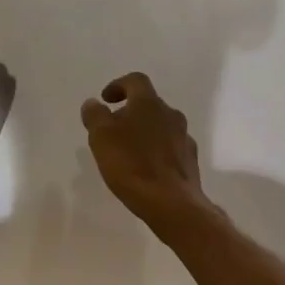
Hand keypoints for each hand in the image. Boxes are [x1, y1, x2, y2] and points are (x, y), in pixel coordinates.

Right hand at [81, 73, 213, 230]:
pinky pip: (170, 147)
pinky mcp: (190, 161)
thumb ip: (94, 115)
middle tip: (112, 130)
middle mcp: (171, 114)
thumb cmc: (132, 164)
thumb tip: (93, 103)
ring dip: (144, 132)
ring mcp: (184, 137)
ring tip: (128, 152)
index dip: (118, 85)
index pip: (135, 80)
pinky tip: (145, 169)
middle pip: (149, 104)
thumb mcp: (101, 137)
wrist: (173, 203)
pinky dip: (156, 151)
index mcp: (149, 103)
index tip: (106, 100)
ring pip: (160, 126)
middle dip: (130, 113)